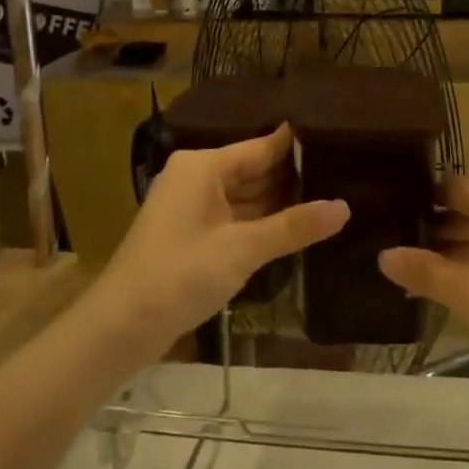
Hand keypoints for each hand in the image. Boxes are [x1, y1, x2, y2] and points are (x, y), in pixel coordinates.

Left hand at [92, 126, 347, 360]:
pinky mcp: (193, 234)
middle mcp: (197, 178)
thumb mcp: (242, 249)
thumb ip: (294, 226)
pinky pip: (236, 218)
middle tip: (347, 176)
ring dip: (281, 204)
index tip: (340, 141)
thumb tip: (345, 207)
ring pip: (246, 197)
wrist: (121, 327)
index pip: (261, 147)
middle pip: (254, 170)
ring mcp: (193, 207)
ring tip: (332, 198)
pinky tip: (297, 228)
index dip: (298, 147)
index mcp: (203, 166)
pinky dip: (262, 223)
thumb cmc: (179, 275)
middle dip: (294, 178)